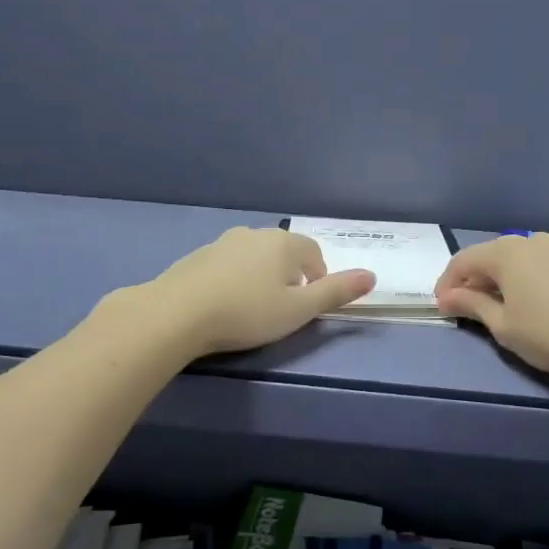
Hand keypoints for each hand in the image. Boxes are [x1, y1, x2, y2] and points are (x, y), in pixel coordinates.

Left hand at [141, 228, 374, 356]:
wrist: (176, 314)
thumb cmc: (247, 312)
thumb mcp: (299, 310)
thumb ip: (336, 292)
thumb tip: (372, 276)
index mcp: (284, 243)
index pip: (314, 255)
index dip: (317, 280)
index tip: (306, 306)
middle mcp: (255, 234)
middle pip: (284, 253)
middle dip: (289, 277)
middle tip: (281, 310)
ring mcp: (222, 242)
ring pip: (254, 257)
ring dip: (260, 277)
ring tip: (252, 309)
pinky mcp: (197, 257)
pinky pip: (227, 265)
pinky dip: (233, 280)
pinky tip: (223, 305)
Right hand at [435, 233, 548, 381]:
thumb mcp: (503, 325)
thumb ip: (472, 306)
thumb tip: (447, 297)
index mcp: (505, 252)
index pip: (463, 261)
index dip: (447, 284)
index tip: (442, 308)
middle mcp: (529, 241)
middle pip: (490, 256)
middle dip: (473, 281)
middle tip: (466, 309)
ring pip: (516, 259)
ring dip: (500, 280)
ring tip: (498, 308)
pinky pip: (539, 264)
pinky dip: (524, 279)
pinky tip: (529, 302)